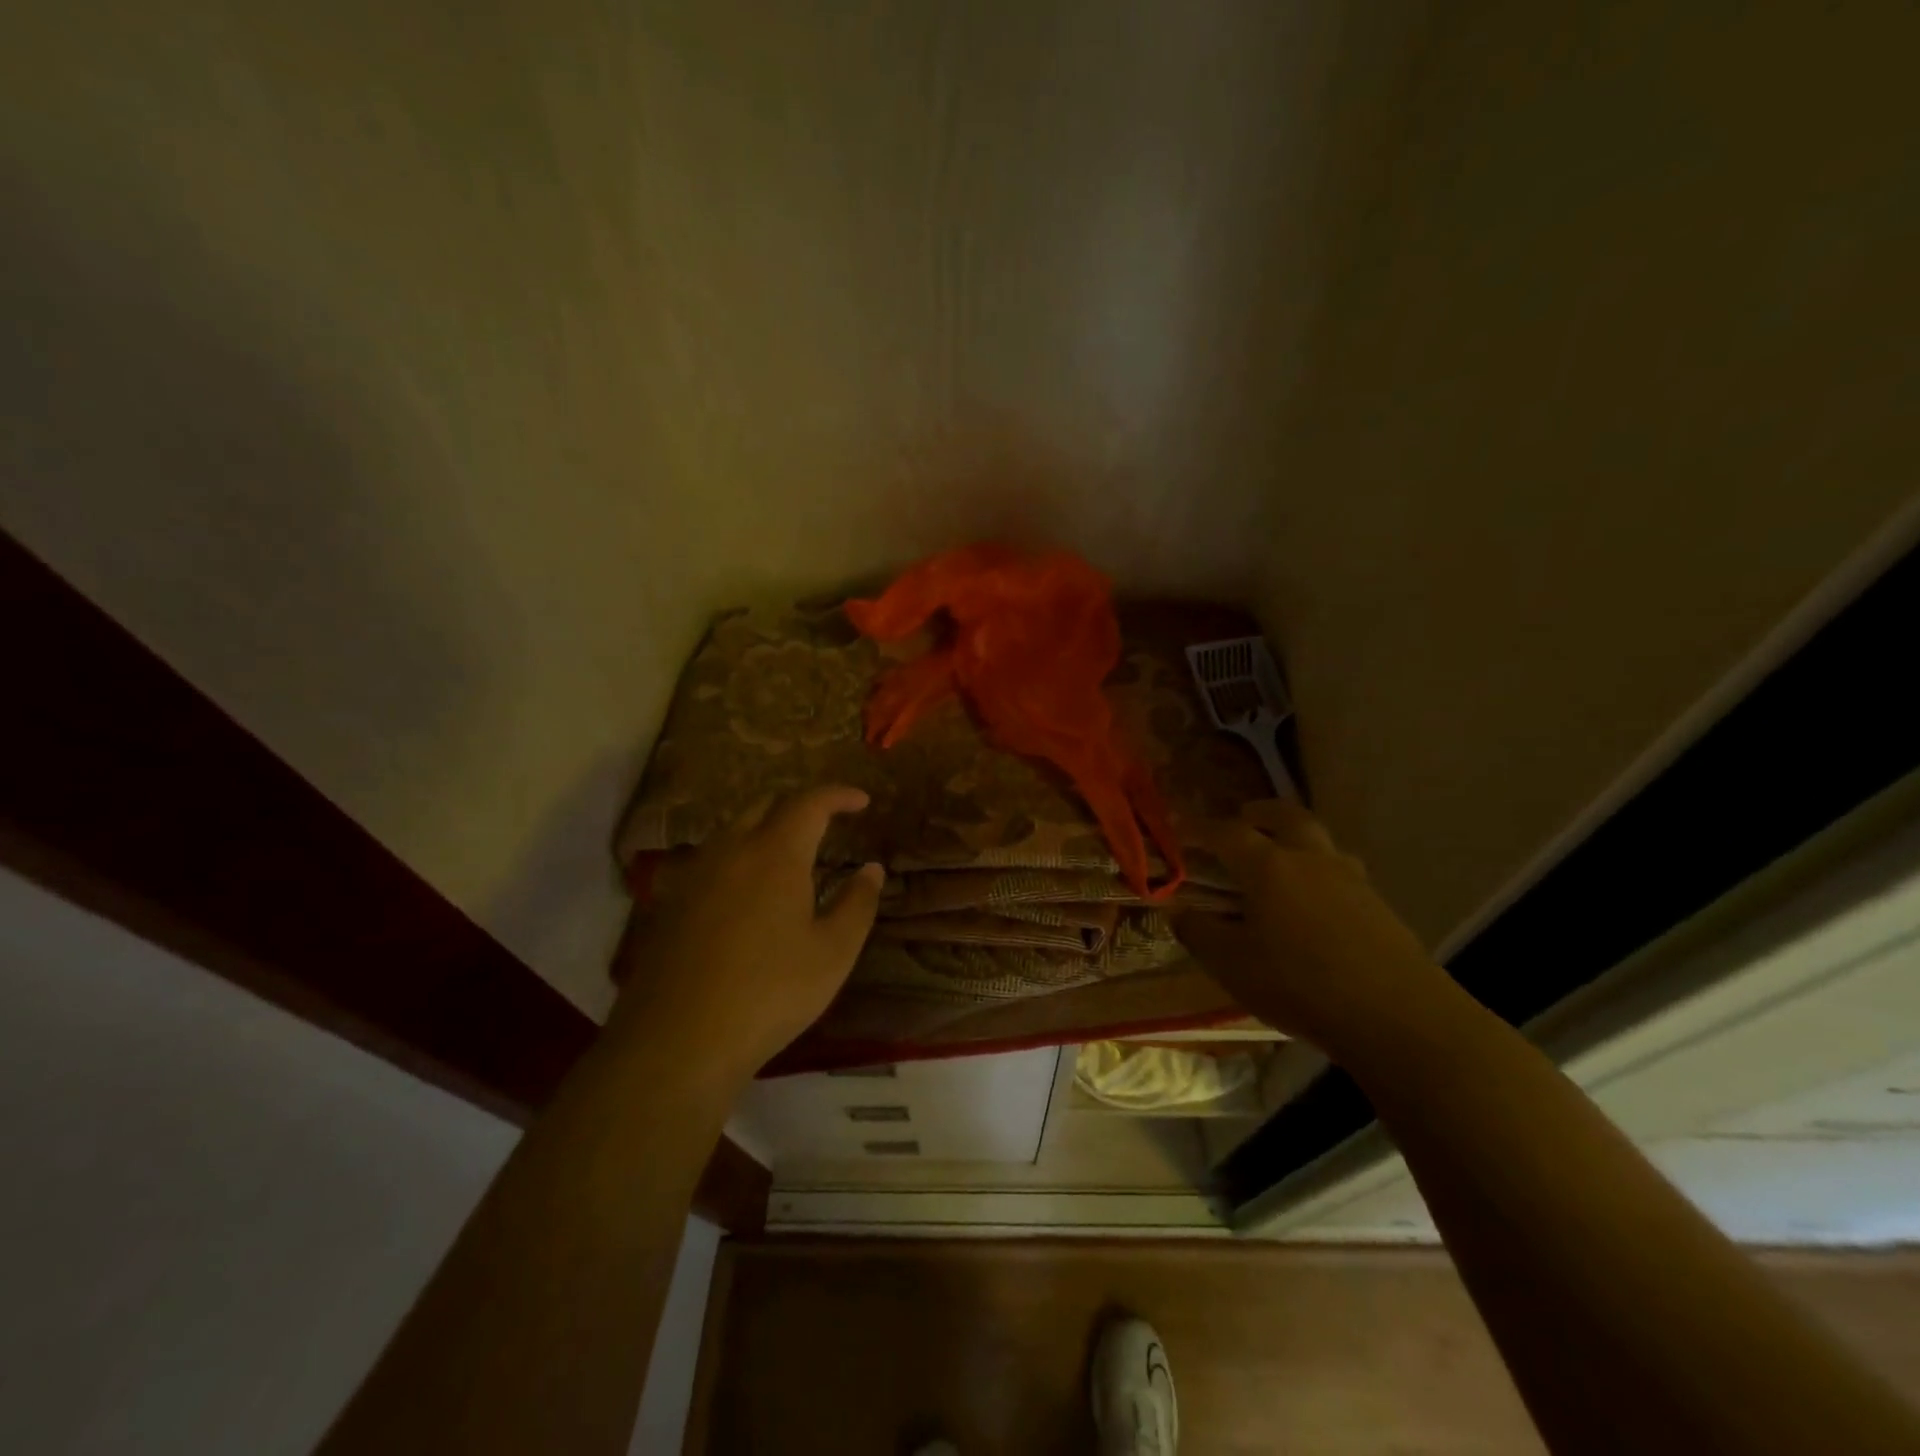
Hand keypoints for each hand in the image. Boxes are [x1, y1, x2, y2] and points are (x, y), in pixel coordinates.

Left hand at [607, 786, 882, 1082]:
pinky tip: (747, 893)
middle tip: (825, 825)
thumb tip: (871, 869)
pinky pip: (711, 860)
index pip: (809, 803)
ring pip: (733, 830)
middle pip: (765, 805)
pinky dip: (738, 858)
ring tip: (789, 858)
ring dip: (765, 830)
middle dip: (799, 806)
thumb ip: (857, 904)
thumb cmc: (769, 994)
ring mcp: (694, 875)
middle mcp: (730, 850)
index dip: (838, 795)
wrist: (676, 1042)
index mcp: (775, 854)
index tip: (861, 800)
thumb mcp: (832, 954)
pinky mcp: (670, 902)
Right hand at [1173, 799, 1453, 1061]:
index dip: (1200, 827)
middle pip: (1286, 817)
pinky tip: (1314, 904)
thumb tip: (1177, 911)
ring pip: (1320, 842)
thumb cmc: (1300, 985)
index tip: (1180, 827)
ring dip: (1296, 839)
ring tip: (1282, 860)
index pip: (1227, 832)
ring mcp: (1351, 880)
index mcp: (1268, 867)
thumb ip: (1198, 933)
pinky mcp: (1379, 906)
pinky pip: (1341, 872)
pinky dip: (1319, 873)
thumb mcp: (1232, 965)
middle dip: (1260, 813)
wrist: (1397, 1017)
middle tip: (1243, 818)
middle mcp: (1310, 860)